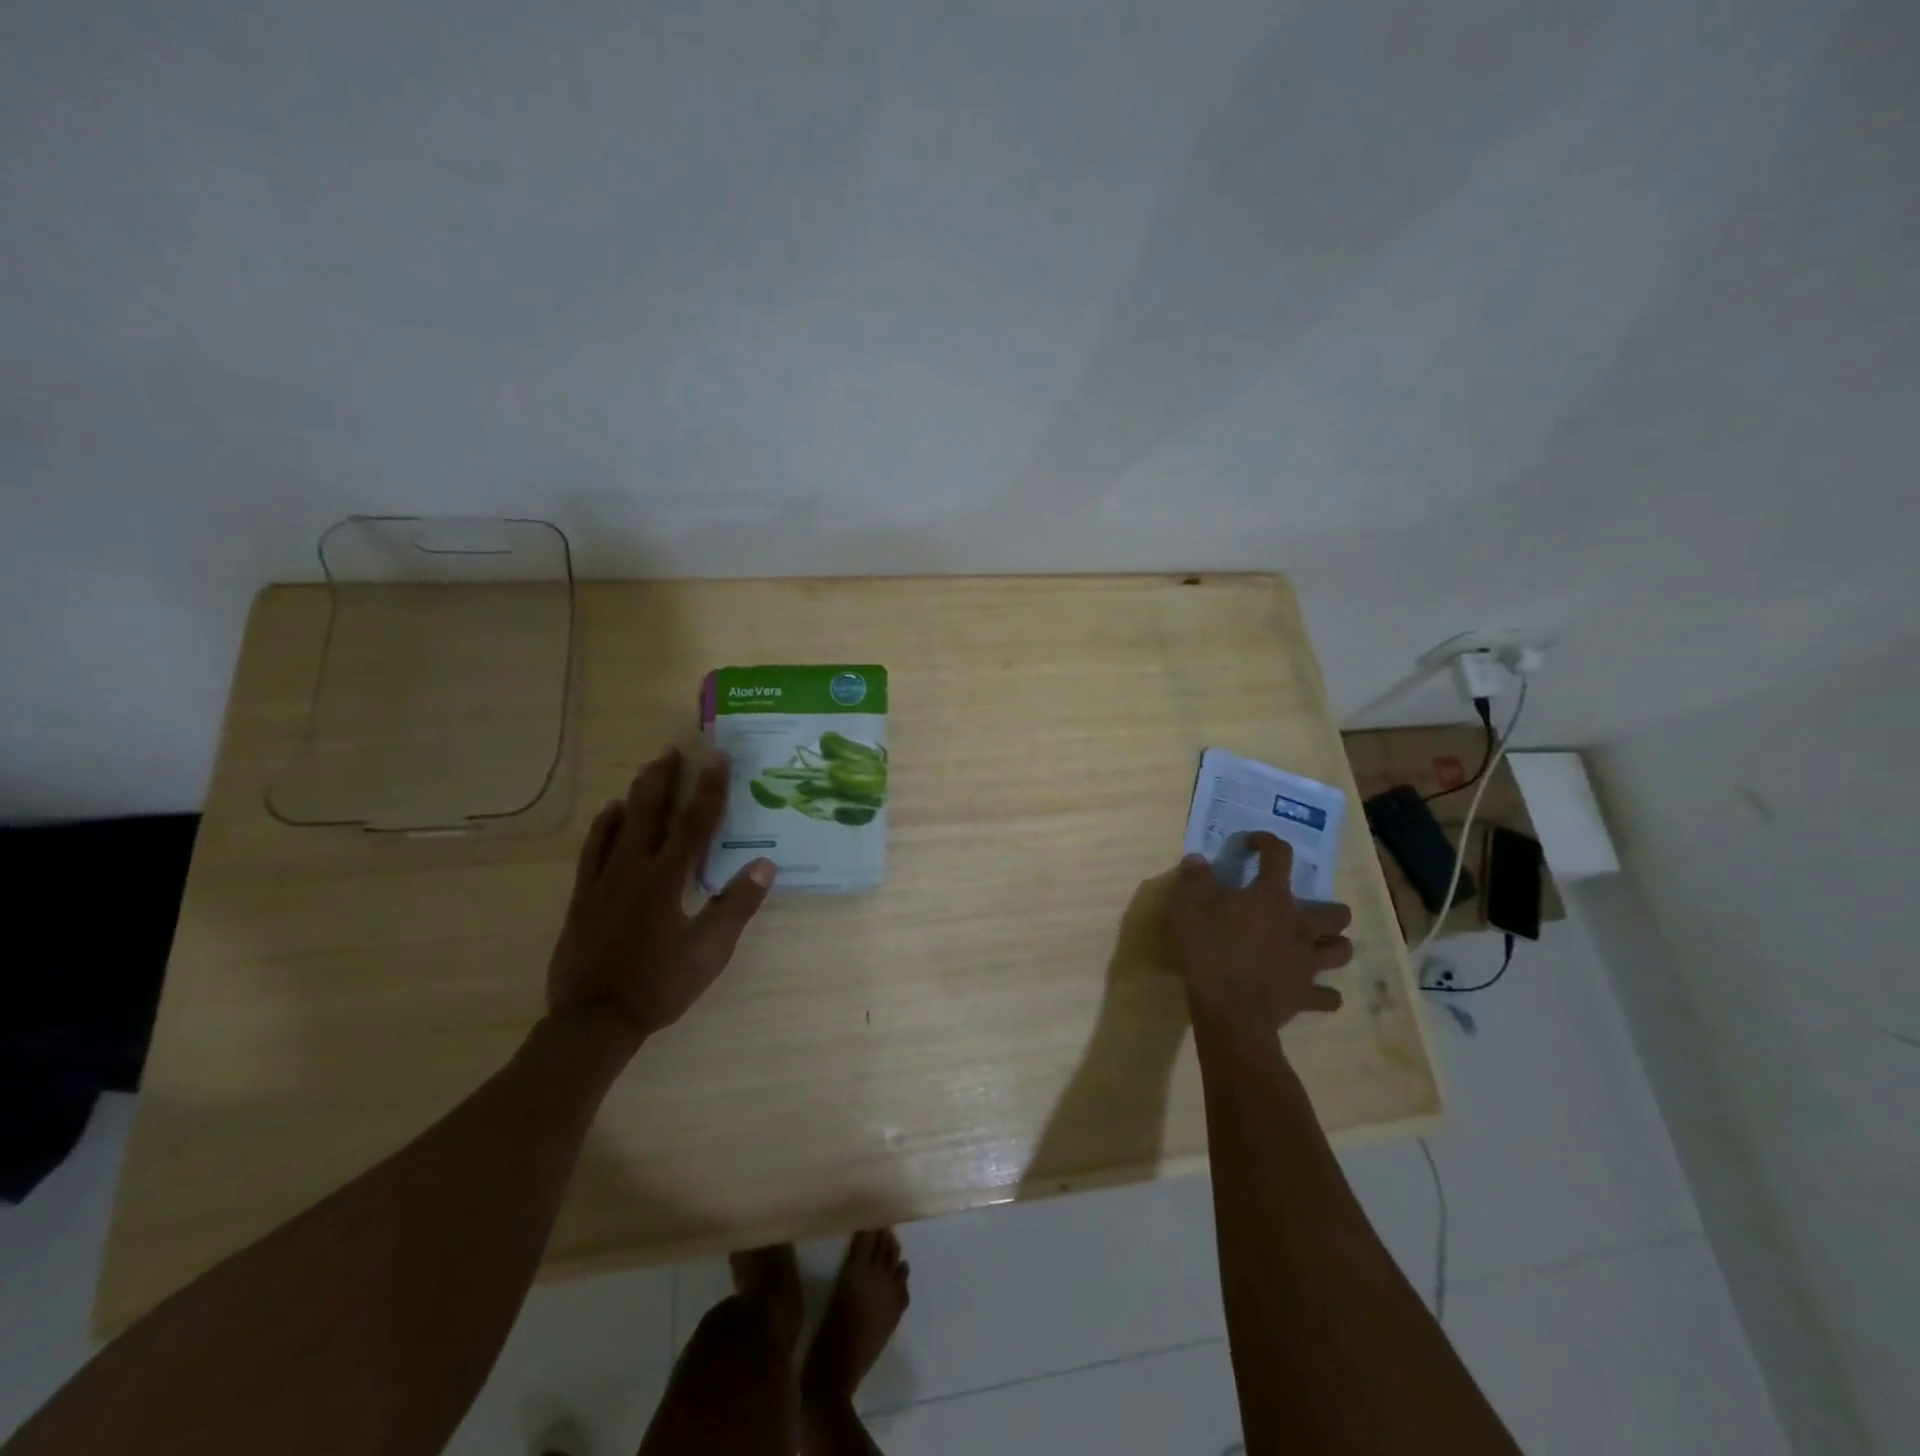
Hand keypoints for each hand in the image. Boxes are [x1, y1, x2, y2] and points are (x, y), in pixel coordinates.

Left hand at [546, 746, 775, 1042]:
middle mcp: (634, 869)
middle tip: (672, 750)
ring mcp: (603, 881)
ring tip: (647, 769)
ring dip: (636, 795)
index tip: (718, 759)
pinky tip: (610, 813)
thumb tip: (765, 864)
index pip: (695, 824)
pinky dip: (603, 827)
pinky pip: (592, 851)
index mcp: (668, 880)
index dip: (709, 789)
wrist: (594, 1020)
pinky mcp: (583, 897)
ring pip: (619, 825)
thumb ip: (736, 906)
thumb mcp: (709, 951)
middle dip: (664, 779)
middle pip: (651, 813)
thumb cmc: (659, 985)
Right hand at [1169, 832, 1353, 1033]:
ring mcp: (1308, 963)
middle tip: (1304, 910)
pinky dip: (1324, 994)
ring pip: (1341, 950)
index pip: (1279, 857)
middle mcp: (1300, 926)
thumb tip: (1198, 860)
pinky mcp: (1306, 996)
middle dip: (1327, 908)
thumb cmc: (1210, 949)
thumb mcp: (1188, 905)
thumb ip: (1195, 878)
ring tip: (1317, 945)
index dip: (1268, 843)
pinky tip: (1312, 991)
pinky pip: (1327, 997)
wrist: (1230, 1009)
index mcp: (1272, 898)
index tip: (1254, 843)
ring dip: (1333, 945)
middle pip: (1335, 912)